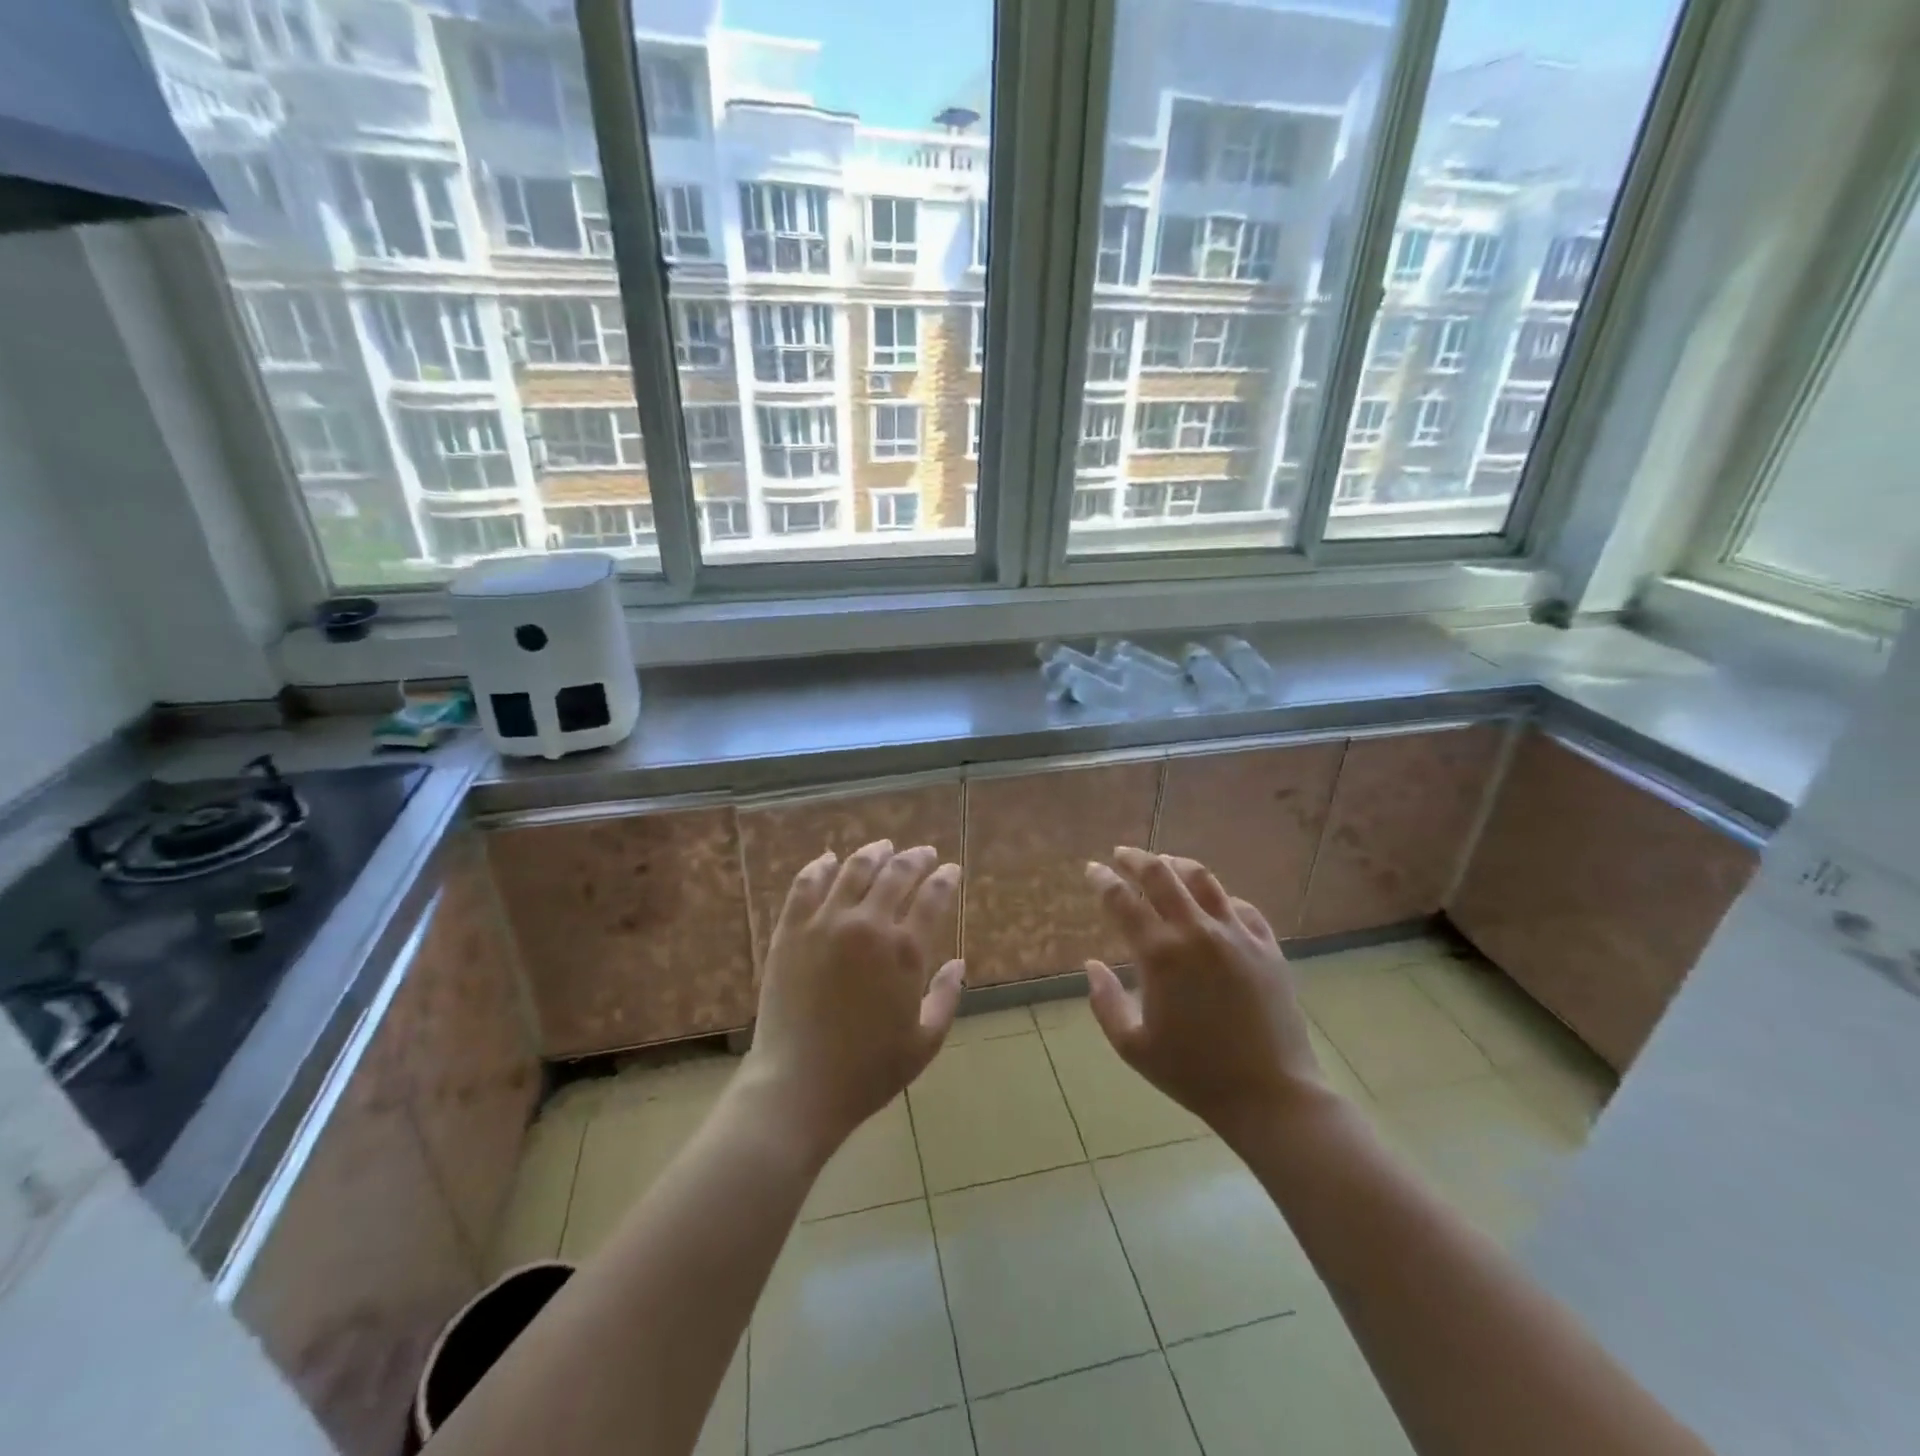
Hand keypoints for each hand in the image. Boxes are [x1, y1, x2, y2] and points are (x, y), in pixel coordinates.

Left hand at [743, 840, 963, 1157]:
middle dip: (915, 859)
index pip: (933, 897)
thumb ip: (947, 997)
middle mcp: (868, 925)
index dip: (945, 878)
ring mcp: (825, 923)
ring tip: (883, 847)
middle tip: (923, 853)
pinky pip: (805, 886)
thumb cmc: (868, 1071)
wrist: (799, 1085)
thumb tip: (958, 963)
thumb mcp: (925, 1042)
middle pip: (896, 874)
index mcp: (905, 950)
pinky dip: (819, 867)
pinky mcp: (790, 931)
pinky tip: (828, 860)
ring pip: (853, 870)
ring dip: (873, 854)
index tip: (951, 869)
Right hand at [1083, 847, 1332, 1141]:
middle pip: (1161, 874)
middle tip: (1121, 854)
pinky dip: (1219, 897)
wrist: (1270, 1095)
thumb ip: (1105, 1002)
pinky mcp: (1267, 946)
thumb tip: (1091, 965)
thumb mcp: (1133, 1047)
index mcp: (1160, 954)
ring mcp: (1236, 935)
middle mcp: (1197, 932)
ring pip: (1203, 879)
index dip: (1103, 880)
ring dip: (1177, 864)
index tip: (1092, 869)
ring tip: (1164, 863)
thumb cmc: (1193, 1074)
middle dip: (1136, 858)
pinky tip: (1212, 903)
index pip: (1122, 901)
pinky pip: (1240, 906)